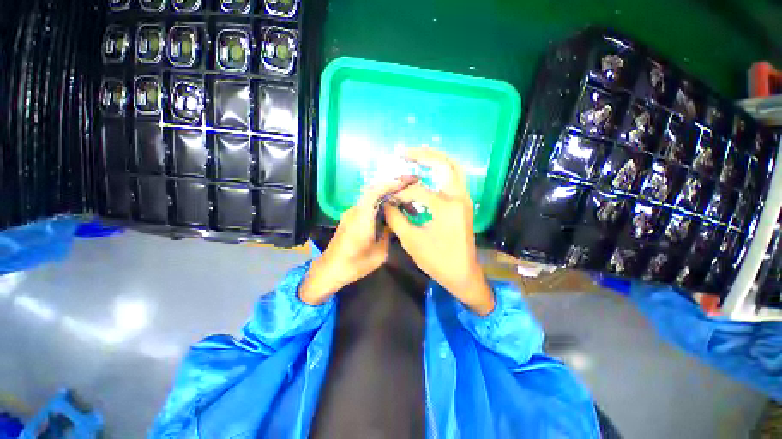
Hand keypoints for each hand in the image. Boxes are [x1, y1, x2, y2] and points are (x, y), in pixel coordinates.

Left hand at [299, 179, 407, 304]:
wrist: (330, 269)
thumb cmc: (355, 264)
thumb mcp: (379, 253)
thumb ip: (388, 234)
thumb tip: (394, 222)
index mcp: (362, 217)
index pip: (375, 192)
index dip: (390, 184)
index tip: (406, 182)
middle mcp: (354, 211)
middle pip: (372, 190)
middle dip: (390, 185)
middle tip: (408, 184)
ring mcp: (350, 213)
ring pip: (369, 196)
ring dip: (384, 192)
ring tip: (401, 193)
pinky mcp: (349, 217)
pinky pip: (366, 203)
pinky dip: (378, 200)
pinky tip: (388, 206)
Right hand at [383, 148, 494, 314]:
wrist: (462, 273)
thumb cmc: (437, 260)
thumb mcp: (411, 241)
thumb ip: (395, 218)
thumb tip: (385, 202)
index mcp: (446, 208)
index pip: (416, 190)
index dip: (398, 190)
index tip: (386, 192)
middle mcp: (458, 198)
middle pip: (445, 164)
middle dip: (423, 155)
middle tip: (404, 153)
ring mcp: (464, 199)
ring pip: (454, 168)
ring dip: (435, 159)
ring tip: (415, 156)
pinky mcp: (464, 203)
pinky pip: (454, 178)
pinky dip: (441, 170)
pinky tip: (427, 172)